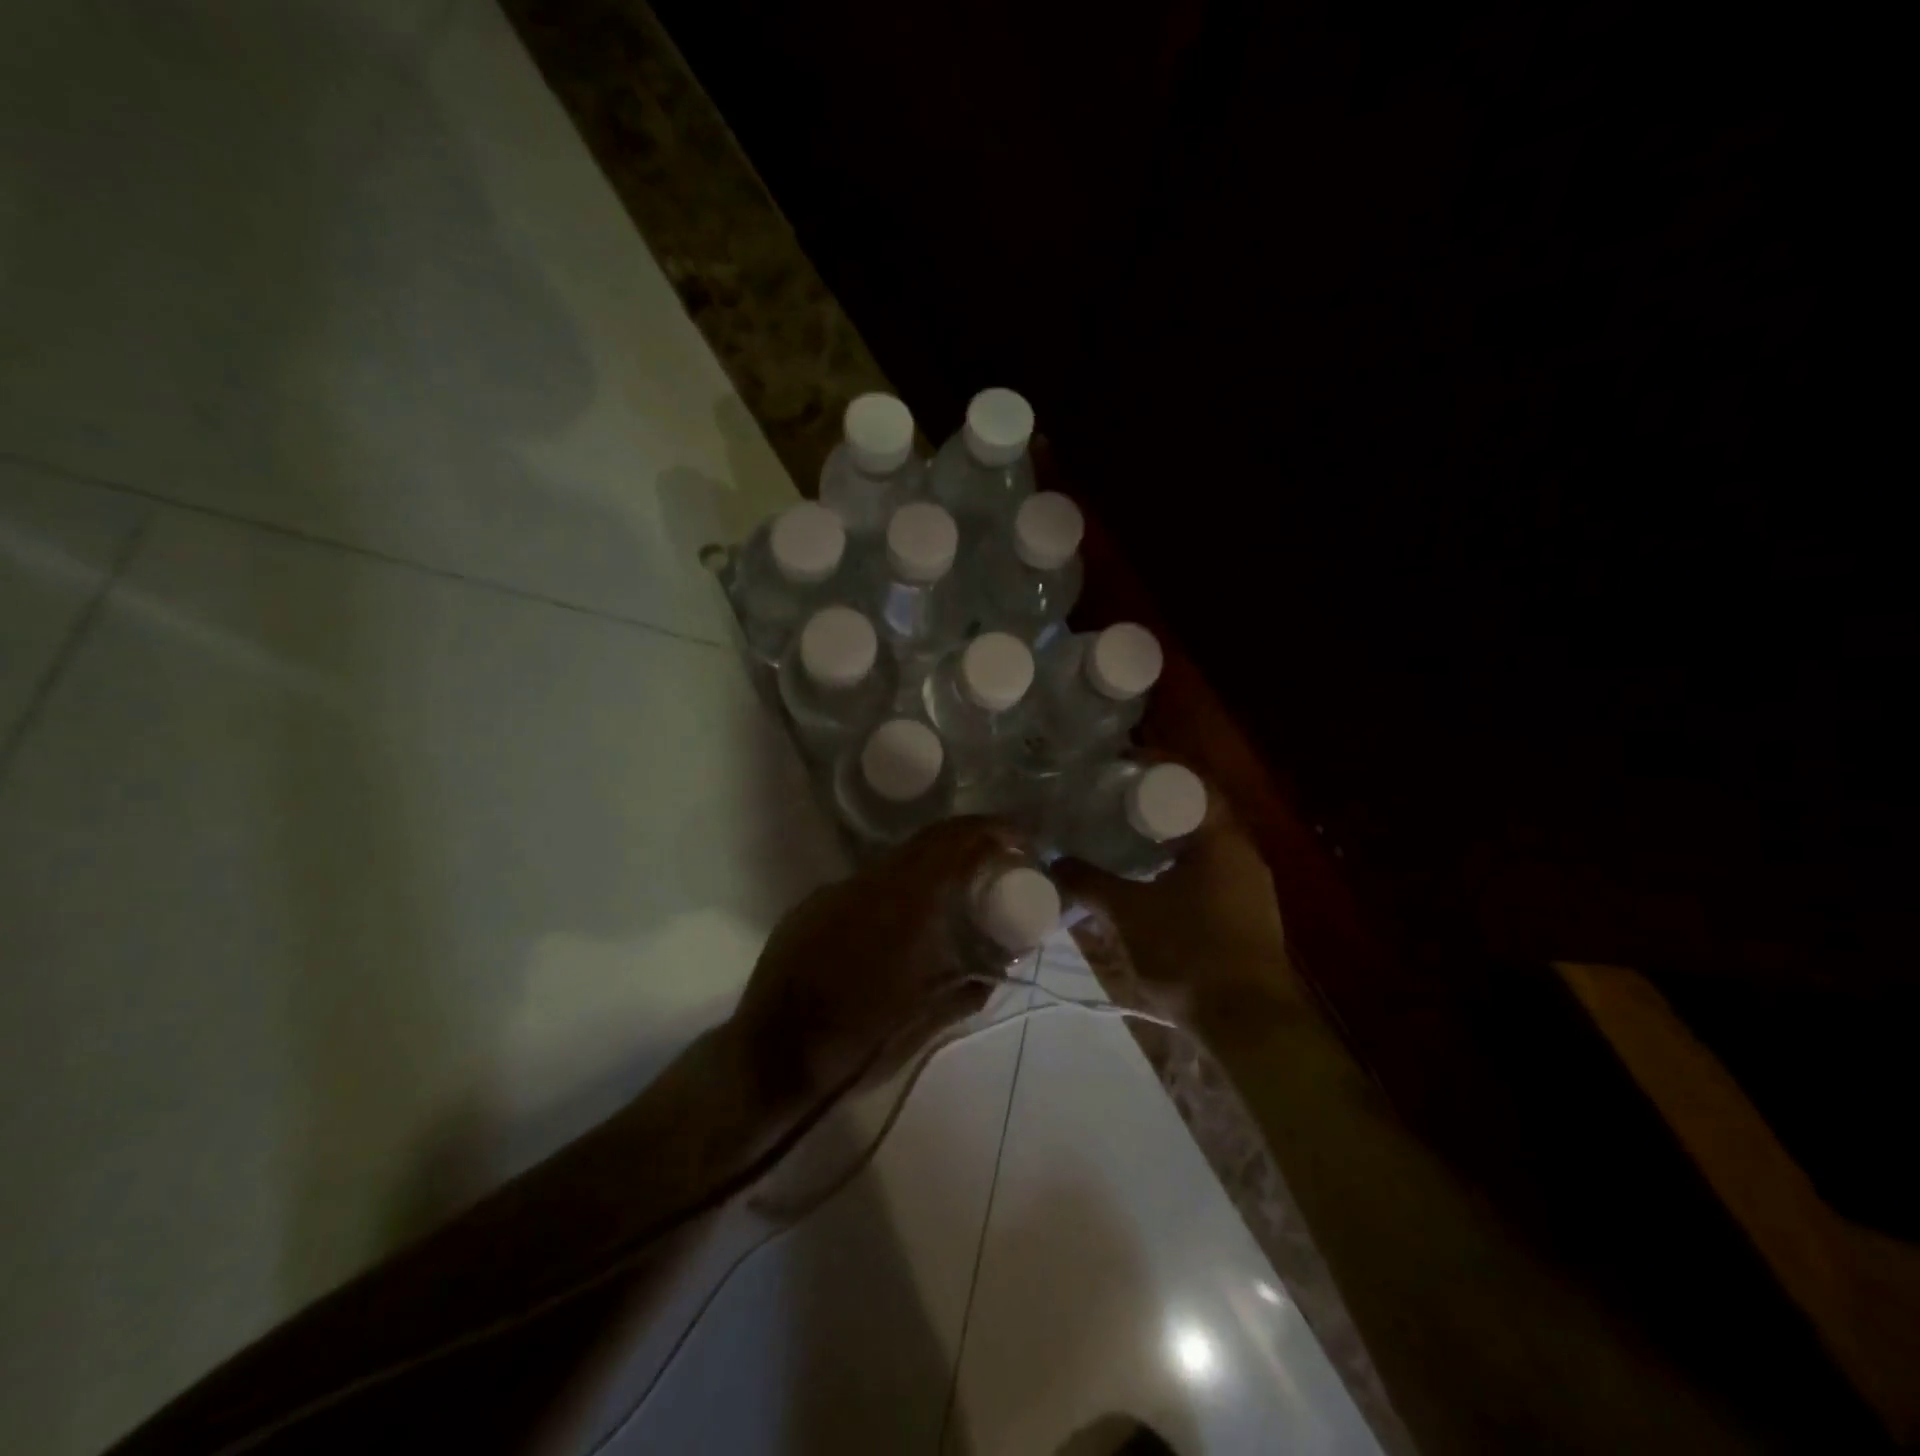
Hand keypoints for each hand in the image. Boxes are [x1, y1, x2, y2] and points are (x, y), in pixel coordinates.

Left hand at [732, 816, 1028, 1104]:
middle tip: (995, 866)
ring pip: (895, 864)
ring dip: (930, 871)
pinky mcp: (810, 906)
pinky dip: (893, 893)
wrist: (770, 1059)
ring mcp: (834, 892)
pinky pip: (864, 887)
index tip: (1020, 841)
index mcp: (906, 905)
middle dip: (967, 845)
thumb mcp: (927, 1022)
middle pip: (927, 842)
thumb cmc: (857, 1046)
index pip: (954, 840)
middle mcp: (870, 884)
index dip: (992, 830)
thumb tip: (1001, 962)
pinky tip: (895, 928)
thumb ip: (970, 985)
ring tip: (951, 900)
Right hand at [1051, 787, 1297, 1028]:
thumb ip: (1090, 883)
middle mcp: (1244, 855)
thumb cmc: (1189, 952)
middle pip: (1199, 812)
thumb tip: (1056, 862)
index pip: (1193, 782)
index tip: (1121, 766)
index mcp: (1222, 840)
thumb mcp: (1128, 914)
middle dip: (1159, 804)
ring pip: (1206, 847)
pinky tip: (1154, 884)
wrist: (1250, 1024)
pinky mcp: (1250, 918)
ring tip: (1128, 840)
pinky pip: (1212, 875)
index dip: (1158, 768)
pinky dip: (1182, 868)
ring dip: (1170, 839)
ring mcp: (1252, 888)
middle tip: (1116, 803)